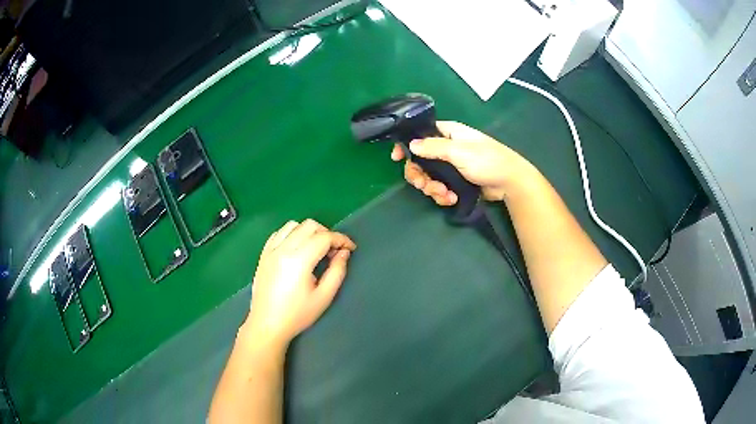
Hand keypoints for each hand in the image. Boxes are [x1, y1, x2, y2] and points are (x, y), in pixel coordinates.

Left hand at [244, 219, 355, 347]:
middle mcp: (283, 249)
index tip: (350, 248)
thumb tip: (344, 252)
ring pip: (293, 225)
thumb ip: (337, 271)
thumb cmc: (297, 314)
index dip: (341, 239)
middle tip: (333, 251)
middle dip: (326, 233)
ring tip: (315, 248)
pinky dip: (291, 234)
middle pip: (310, 225)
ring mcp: (271, 250)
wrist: (267, 324)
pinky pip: (279, 232)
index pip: (324, 237)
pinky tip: (297, 248)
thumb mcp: (324, 296)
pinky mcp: (263, 254)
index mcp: (299, 260)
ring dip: (308, 231)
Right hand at [391, 121, 530, 203]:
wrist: (509, 182)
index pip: (420, 134)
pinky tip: (451, 199)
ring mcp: (450, 166)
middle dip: (420, 175)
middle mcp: (446, 148)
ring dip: (432, 188)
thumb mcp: (459, 151)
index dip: (407, 145)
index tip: (397, 157)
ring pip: (429, 176)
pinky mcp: (455, 181)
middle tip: (423, 185)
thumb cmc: (487, 160)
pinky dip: (442, 195)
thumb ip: (433, 148)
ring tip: (444, 195)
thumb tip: (411, 144)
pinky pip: (440, 188)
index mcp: (447, 134)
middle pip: (420, 160)